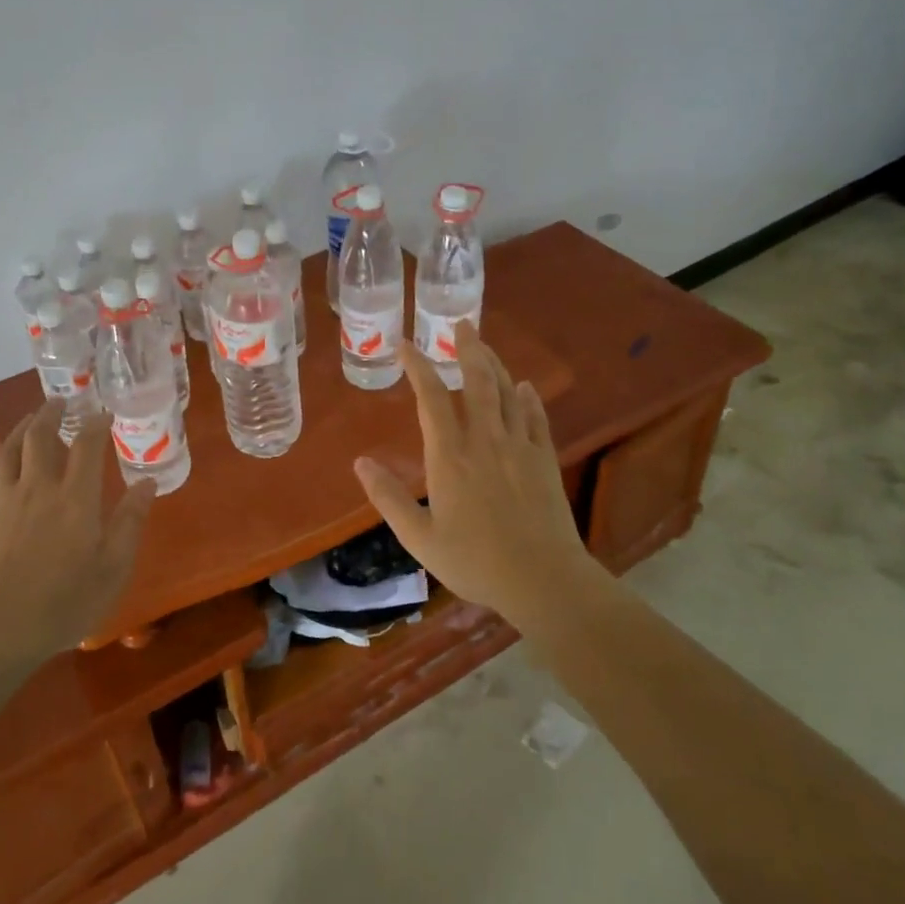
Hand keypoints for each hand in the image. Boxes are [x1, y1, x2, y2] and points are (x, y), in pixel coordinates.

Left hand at [0, 403, 156, 657]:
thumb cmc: (64, 603)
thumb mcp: (113, 568)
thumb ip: (130, 522)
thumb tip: (147, 483)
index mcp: (76, 497)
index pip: (87, 444)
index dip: (96, 423)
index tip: (103, 413)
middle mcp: (38, 487)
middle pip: (40, 435)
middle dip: (51, 413)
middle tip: (60, 402)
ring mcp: (2, 501)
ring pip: (8, 451)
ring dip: (20, 430)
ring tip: (29, 422)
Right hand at [354, 321, 601, 624]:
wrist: (543, 580)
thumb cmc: (475, 561)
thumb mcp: (419, 537)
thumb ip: (388, 498)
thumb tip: (360, 463)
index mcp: (450, 456)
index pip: (432, 398)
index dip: (418, 367)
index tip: (405, 345)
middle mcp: (484, 441)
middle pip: (477, 381)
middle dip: (468, 348)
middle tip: (461, 323)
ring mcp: (519, 447)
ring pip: (507, 393)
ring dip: (495, 364)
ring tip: (484, 345)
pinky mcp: (544, 460)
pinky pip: (537, 418)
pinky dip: (529, 398)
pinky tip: (525, 386)